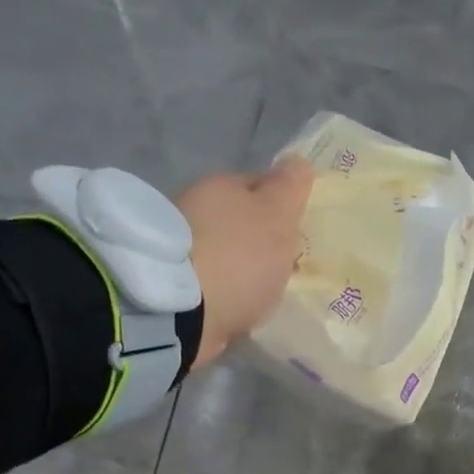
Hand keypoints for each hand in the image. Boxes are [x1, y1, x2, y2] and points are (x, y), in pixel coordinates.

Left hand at [178, 157, 313, 366]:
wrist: (183, 311)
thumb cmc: (239, 258)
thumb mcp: (276, 217)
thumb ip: (289, 189)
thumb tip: (297, 162)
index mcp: (221, 185)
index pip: (260, 184)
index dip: (282, 204)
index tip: (299, 230)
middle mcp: (195, 207)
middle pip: (239, 219)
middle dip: (259, 237)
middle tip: (284, 264)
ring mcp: (181, 247)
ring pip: (224, 250)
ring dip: (241, 265)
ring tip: (262, 290)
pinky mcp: (175, 283)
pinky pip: (211, 281)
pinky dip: (225, 290)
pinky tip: (239, 305)